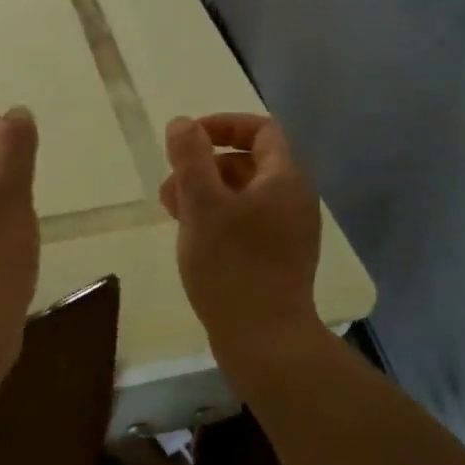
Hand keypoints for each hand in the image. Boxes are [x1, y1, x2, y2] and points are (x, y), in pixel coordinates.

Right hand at [160, 113, 322, 346]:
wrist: (265, 341)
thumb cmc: (231, 265)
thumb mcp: (202, 204)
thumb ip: (191, 158)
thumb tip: (183, 123)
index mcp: (284, 179)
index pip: (261, 130)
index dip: (223, 125)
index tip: (187, 139)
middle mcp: (294, 201)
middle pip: (249, 163)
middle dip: (205, 165)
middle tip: (170, 186)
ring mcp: (289, 233)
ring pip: (244, 196)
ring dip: (206, 194)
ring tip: (171, 212)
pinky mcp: (279, 260)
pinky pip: (247, 223)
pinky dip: (218, 219)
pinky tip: (192, 238)